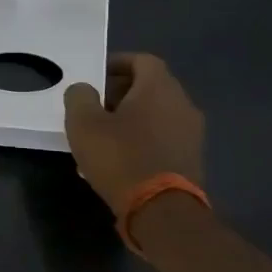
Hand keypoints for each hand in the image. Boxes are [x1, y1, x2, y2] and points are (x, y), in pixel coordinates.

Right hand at [63, 54, 204, 213]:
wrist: (162, 211)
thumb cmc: (121, 157)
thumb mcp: (83, 123)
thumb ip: (79, 97)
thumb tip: (84, 89)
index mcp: (159, 88)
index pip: (142, 60)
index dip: (117, 63)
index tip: (95, 76)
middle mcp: (183, 104)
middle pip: (151, 87)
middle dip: (121, 93)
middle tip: (94, 107)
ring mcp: (192, 134)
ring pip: (157, 114)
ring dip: (131, 118)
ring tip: (103, 136)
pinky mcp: (192, 160)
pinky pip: (163, 138)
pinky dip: (143, 139)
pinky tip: (120, 159)